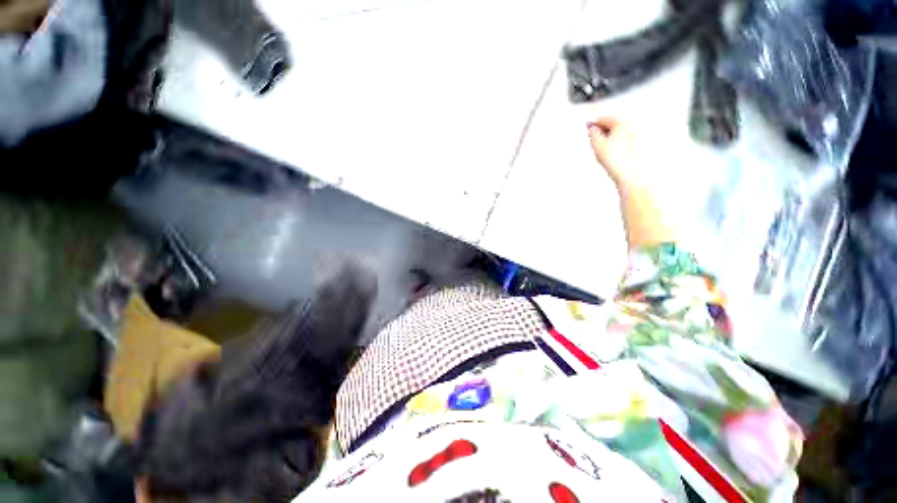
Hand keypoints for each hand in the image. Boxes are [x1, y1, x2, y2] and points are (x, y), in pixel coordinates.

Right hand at [587, 118, 634, 186]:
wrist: (623, 170)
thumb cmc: (612, 157)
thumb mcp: (597, 143)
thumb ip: (593, 133)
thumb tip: (592, 128)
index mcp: (620, 125)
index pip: (605, 118)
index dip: (594, 121)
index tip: (587, 124)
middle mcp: (626, 128)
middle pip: (610, 123)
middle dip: (599, 127)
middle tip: (590, 131)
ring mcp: (628, 137)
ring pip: (613, 131)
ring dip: (603, 133)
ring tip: (595, 139)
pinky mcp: (627, 145)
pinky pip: (615, 137)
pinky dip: (608, 138)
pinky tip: (602, 145)